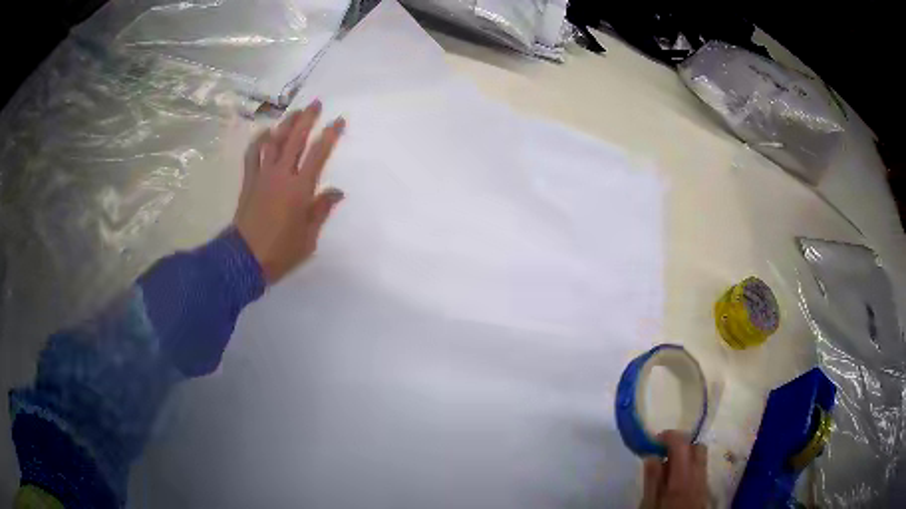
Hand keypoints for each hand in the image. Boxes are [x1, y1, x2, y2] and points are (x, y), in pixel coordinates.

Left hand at [234, 100, 345, 284]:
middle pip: (295, 140)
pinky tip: (265, 133)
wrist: (244, 259)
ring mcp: (262, 176)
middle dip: (307, 119)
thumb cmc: (280, 252)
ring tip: (294, 112)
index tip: (339, 120)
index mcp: (299, 189)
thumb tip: (336, 191)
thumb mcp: (308, 237)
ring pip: (274, 142)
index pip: (318, 154)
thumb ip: (321, 210)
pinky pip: (252, 155)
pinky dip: (258, 141)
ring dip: (285, 125)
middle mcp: (281, 175)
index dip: (330, 135)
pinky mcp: (249, 181)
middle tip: (316, 103)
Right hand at [640, 431, 708, 508]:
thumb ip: (652, 479)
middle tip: (662, 453)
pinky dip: (689, 467)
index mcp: (683, 477)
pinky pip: (700, 469)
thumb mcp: (649, 503)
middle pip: (697, 446)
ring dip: (685, 455)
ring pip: (700, 457)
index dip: (668, 436)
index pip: (682, 444)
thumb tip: (651, 455)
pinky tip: (675, 480)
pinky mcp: (705, 489)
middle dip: (680, 444)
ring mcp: (704, 481)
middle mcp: (698, 474)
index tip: (653, 440)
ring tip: (667, 468)